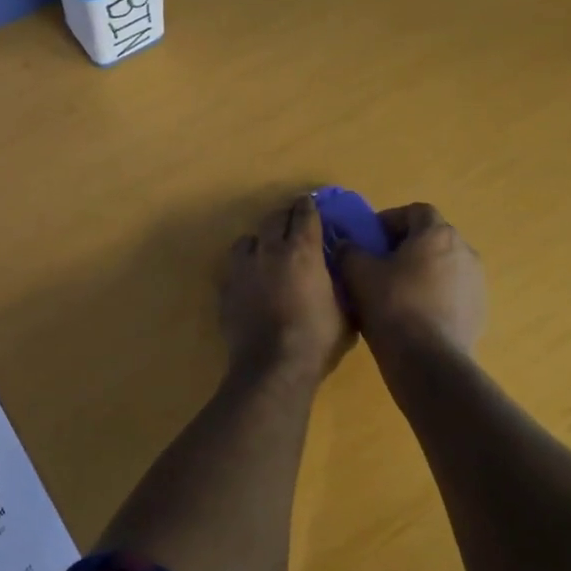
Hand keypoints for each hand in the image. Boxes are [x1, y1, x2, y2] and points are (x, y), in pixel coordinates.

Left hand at [222, 195, 353, 383]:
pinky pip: (234, 267)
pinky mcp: (225, 289)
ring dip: (259, 240)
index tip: (310, 203)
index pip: (304, 214)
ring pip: (247, 239)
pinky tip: (251, 279)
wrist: (272, 366)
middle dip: (284, 217)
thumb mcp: (345, 310)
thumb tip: (342, 271)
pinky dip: (244, 267)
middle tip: (292, 222)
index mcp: (302, 250)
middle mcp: (269, 251)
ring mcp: (242, 268)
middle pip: (273, 219)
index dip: (308, 206)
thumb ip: (342, 284)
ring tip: (266, 250)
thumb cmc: (317, 339)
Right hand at [336, 202, 485, 357]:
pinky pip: (452, 292)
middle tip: (380, 264)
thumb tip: (346, 244)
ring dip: (422, 271)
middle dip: (406, 246)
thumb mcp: (357, 273)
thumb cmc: (392, 305)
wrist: (427, 360)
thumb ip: (349, 250)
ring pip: (444, 266)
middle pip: (432, 238)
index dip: (391, 219)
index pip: (415, 211)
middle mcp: (464, 251)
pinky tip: (414, 315)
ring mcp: (476, 282)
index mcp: (437, 234)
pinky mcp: (480, 310)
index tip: (371, 238)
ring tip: (396, 292)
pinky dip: (434, 295)